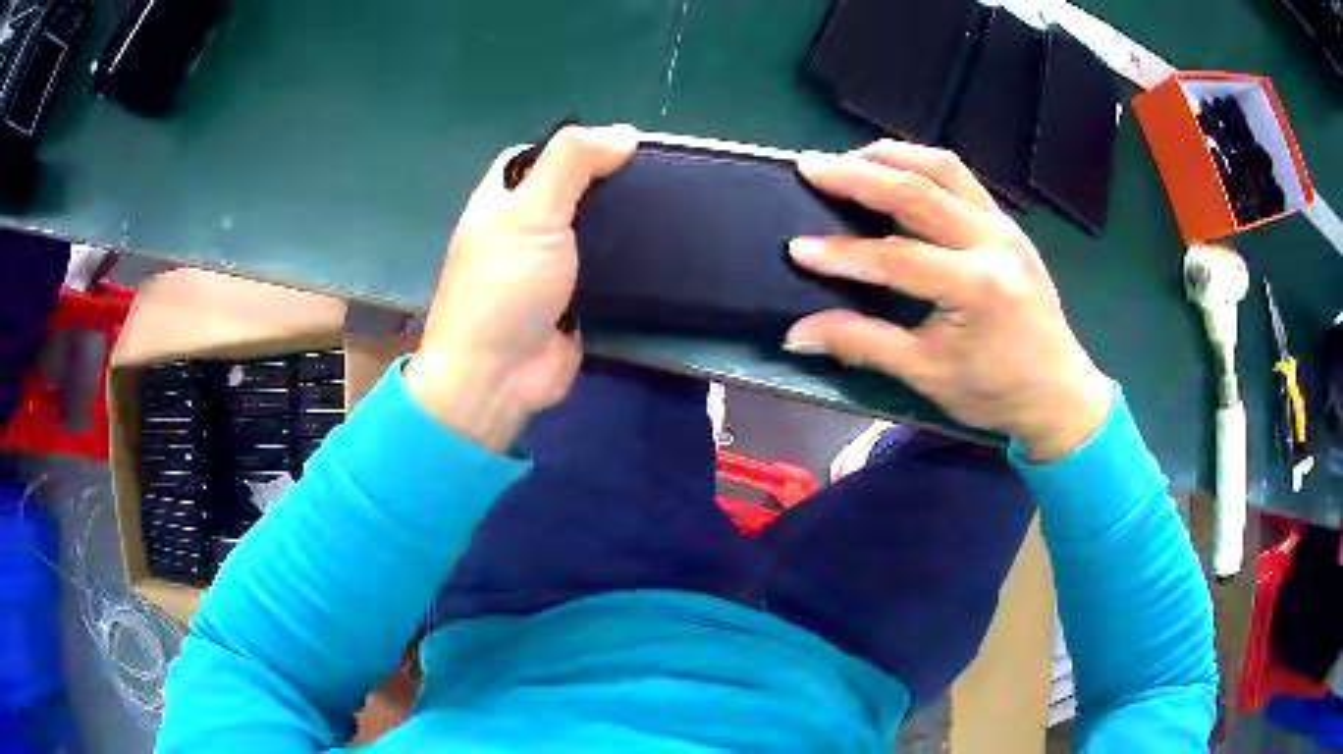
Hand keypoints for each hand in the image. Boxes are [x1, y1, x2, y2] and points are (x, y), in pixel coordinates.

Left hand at [405, 124, 637, 449]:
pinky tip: (664, 250)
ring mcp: (550, 267)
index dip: (576, 147)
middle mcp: (523, 229)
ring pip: (593, 231)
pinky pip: (606, 269)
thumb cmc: (504, 288)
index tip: (621, 148)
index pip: (539, 156)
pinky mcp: (576, 300)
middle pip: (572, 192)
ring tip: (673, 209)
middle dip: (610, 185)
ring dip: (624, 225)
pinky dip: (630, 262)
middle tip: (660, 179)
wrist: (499, 377)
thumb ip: (571, 164)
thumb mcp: (532, 212)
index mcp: (502, 200)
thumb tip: (623, 133)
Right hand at [785, 141, 1112, 460]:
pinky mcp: (1007, 223)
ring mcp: (1004, 227)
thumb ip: (862, 344)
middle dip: (859, 175)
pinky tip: (895, 172)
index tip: (798, 249)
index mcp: (977, 288)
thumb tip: (798, 335)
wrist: (1059, 392)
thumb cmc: (996, 391)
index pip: (898, 257)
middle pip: (919, 191)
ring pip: (944, 168)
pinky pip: (962, 179)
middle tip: (811, 166)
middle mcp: (993, 243)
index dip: (844, 254)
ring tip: (849, 158)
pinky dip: (922, 166)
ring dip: (893, 156)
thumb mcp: (927, 374)